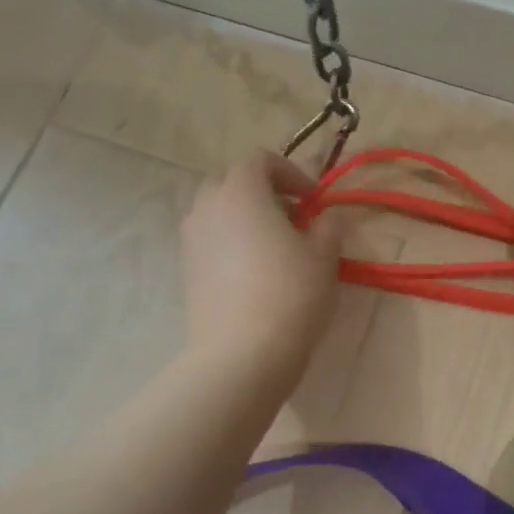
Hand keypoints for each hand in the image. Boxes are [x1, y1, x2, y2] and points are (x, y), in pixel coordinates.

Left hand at [180, 152, 348, 387]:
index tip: (313, 200)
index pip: (260, 160)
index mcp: (240, 191)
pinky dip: (231, 244)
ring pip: (217, 213)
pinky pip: (210, 242)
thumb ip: (328, 227)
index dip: (290, 173)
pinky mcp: (186, 271)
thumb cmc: (290, 294)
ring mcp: (191, 240)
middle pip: (232, 183)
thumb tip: (326, 219)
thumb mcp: (324, 256)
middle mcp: (207, 206)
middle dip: (263, 193)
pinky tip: (255, 275)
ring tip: (274, 248)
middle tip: (292, 220)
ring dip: (245, 219)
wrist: (242, 353)